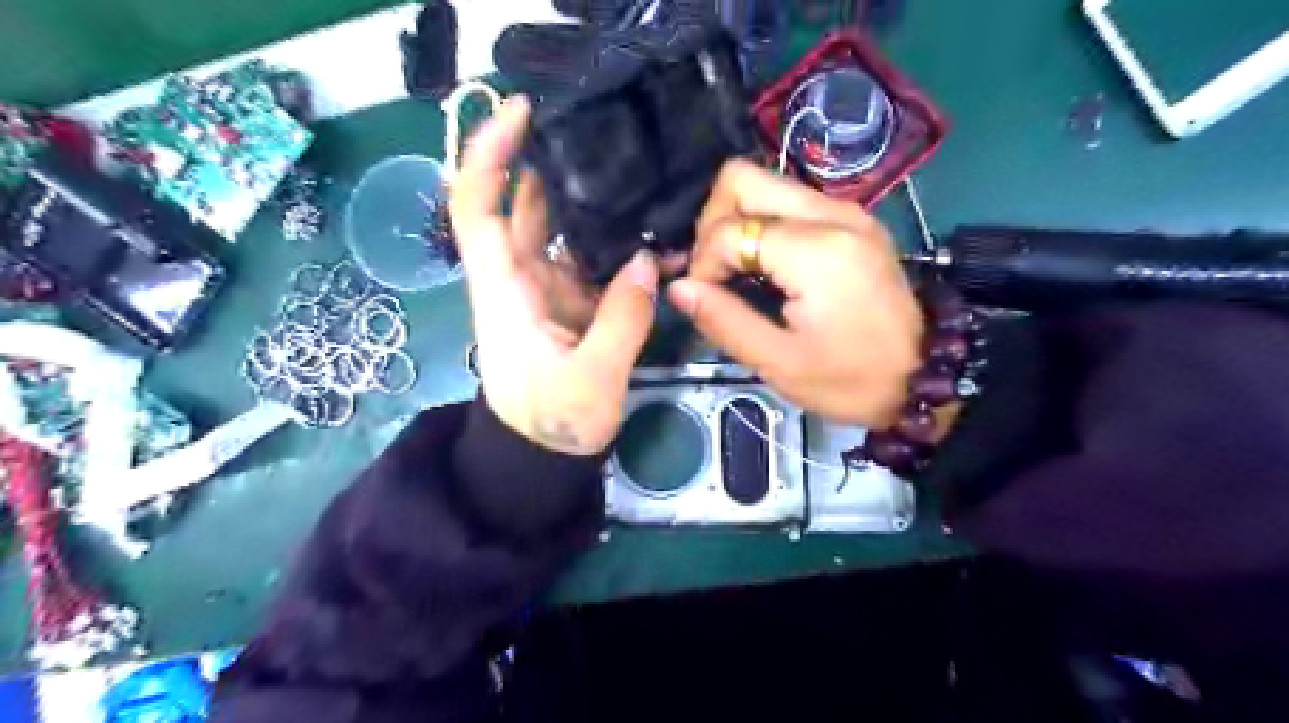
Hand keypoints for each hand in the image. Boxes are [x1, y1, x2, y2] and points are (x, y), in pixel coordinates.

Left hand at [448, 97, 656, 456]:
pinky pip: (594, 264)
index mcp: (506, 290)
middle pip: (526, 207)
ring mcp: (549, 290)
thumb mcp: (592, 378)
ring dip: (595, 206)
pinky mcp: (573, 305)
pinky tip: (655, 237)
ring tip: (641, 175)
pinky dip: (619, 249)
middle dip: (555, 165)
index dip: (490, 155)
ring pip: (565, 232)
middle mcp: (521, 279)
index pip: (478, 208)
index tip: (522, 111)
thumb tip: (650, 262)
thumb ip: (623, 319)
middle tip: (607, 134)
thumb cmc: (552, 424)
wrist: (542, 460)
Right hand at [665, 158, 926, 428]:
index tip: (706, 301)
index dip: (702, 265)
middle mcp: (832, 213)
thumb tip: (678, 287)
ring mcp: (846, 209)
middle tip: (717, 271)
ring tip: (737, 270)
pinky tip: (765, 265)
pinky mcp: (852, 217)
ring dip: (737, 221)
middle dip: (713, 222)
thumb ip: (724, 320)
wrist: (923, 378)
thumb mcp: (779, 363)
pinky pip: (790, 200)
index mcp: (816, 252)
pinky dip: (763, 224)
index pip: (729, 230)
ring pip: (765, 183)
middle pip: (742, 178)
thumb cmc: (850, 380)